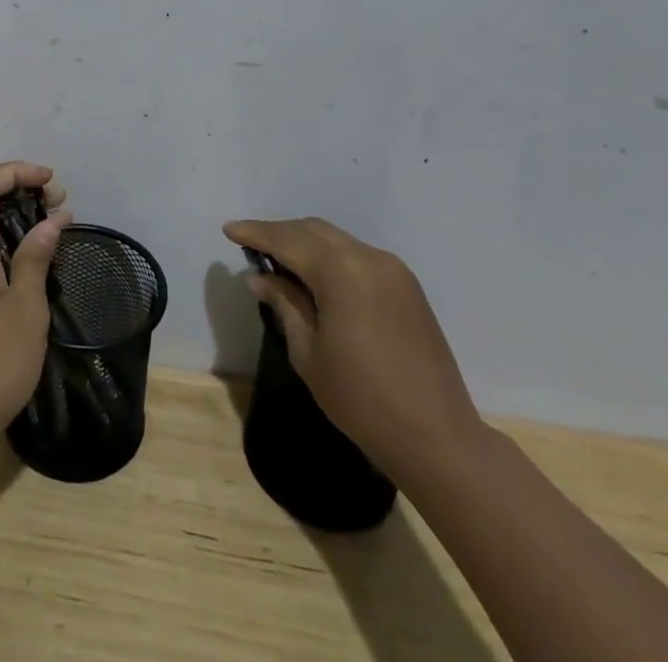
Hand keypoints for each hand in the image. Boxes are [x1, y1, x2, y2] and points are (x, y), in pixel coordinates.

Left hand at [0, 162, 70, 438]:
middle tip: (62, 207)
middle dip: (21, 194)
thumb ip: (36, 257)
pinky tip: (33, 272)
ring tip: (55, 236)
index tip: (50, 182)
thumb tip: (51, 218)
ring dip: (17, 224)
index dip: (15, 171)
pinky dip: (7, 250)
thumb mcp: (26, 308)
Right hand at [223, 217, 484, 483]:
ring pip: (336, 240)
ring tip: (279, 261)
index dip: (256, 233)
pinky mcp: (406, 286)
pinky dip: (330, 257)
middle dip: (280, 233)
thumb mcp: (309, 353)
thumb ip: (285, 305)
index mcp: (341, 271)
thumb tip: (261, 278)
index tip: (229, 230)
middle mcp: (368, 257)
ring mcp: (392, 269)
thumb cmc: (362, 400)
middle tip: (251, 245)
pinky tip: (316, 277)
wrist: (438, 438)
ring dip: (305, 244)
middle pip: (313, 230)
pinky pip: (357, 256)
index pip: (288, 240)